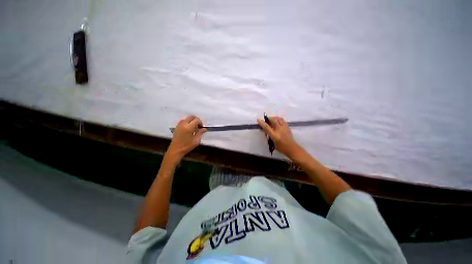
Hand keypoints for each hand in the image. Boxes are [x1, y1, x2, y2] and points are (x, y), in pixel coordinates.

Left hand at [167, 116, 206, 159]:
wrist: (176, 150)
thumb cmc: (187, 146)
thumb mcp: (196, 140)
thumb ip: (200, 133)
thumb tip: (204, 129)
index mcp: (189, 127)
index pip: (196, 120)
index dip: (200, 123)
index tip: (201, 128)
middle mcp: (183, 124)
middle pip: (191, 117)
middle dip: (196, 120)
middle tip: (198, 126)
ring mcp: (179, 125)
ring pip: (187, 118)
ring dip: (192, 121)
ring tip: (194, 128)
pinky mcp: (177, 127)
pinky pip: (183, 121)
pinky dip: (188, 122)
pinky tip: (189, 129)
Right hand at [257, 116, 301, 157]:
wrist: (292, 148)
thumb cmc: (281, 147)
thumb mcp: (272, 143)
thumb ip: (268, 136)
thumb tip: (265, 130)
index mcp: (274, 135)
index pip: (267, 127)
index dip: (262, 123)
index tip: (258, 120)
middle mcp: (279, 130)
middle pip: (273, 120)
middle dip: (268, 118)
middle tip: (266, 120)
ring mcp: (284, 127)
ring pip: (278, 118)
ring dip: (273, 118)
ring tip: (271, 120)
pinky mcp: (288, 127)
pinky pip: (282, 120)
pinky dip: (278, 119)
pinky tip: (277, 121)